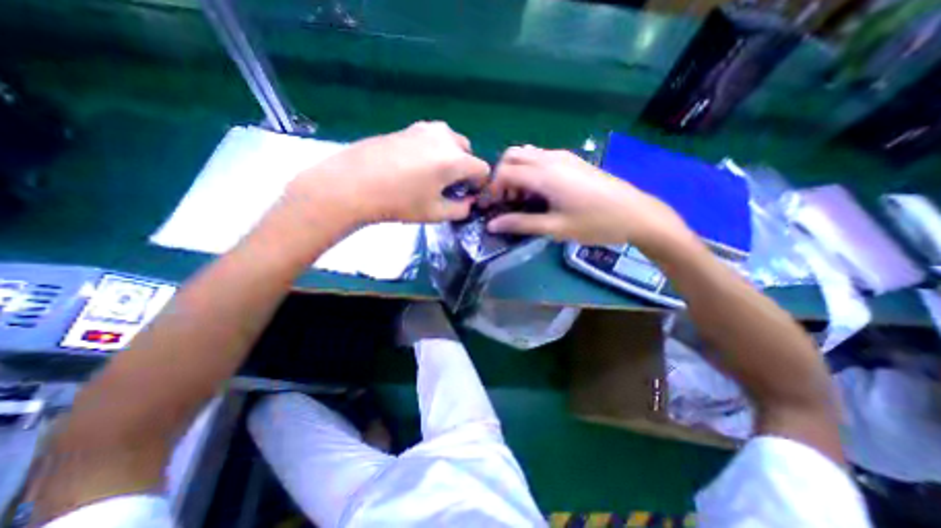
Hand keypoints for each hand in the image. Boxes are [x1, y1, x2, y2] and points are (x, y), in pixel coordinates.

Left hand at [284, 122, 489, 229]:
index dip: (478, 185)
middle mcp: (444, 138)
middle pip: (468, 151)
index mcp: (455, 159)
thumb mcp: (435, 213)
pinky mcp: (407, 127)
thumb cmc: (399, 202)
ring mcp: (424, 129)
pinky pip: (431, 137)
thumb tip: (468, 203)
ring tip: (432, 175)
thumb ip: (460, 209)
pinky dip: (433, 150)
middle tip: (448, 185)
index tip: (466, 196)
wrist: (353, 183)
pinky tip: (414, 166)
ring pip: (449, 141)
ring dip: (450, 157)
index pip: (482, 169)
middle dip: (465, 168)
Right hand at [486, 145, 688, 248]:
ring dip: (516, 171)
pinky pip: (540, 157)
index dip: (493, 188)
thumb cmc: (594, 223)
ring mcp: (563, 156)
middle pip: (512, 155)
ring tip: (522, 197)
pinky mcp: (572, 160)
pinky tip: (539, 191)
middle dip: (501, 176)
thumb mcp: (555, 228)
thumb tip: (492, 225)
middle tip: (507, 200)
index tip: (492, 207)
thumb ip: (521, 224)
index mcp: (544, 175)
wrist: (635, 213)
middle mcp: (550, 159)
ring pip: (526, 153)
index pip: (505, 171)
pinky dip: (530, 169)